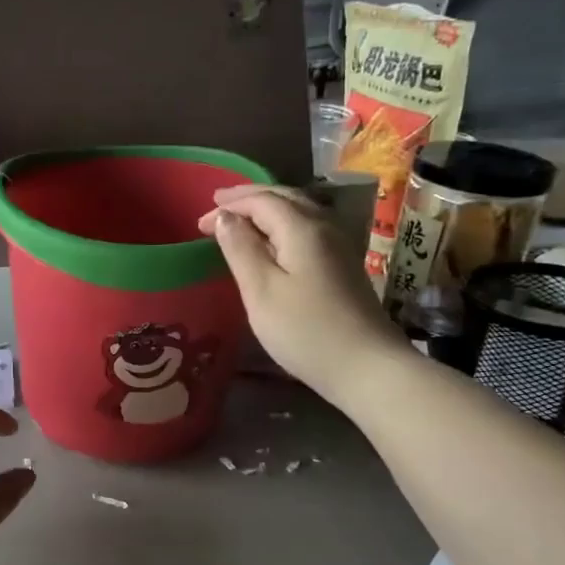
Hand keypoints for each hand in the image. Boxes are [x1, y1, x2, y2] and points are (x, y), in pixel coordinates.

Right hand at [197, 185, 403, 400]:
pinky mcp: (343, 264)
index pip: (261, 200)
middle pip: (284, 197)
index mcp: (302, 228)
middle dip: (248, 199)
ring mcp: (339, 245)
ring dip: (267, 208)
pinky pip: (308, 228)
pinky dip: (283, 224)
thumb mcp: (261, 290)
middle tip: (217, 207)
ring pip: (299, 210)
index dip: (229, 206)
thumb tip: (225, 217)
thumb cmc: (305, 330)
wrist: (367, 366)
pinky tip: (273, 240)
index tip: (198, 224)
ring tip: (241, 218)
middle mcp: (324, 226)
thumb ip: (240, 249)